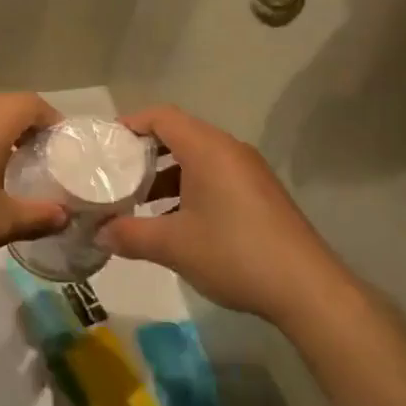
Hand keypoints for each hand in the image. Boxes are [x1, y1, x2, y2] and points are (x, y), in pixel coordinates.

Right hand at [96, 106, 352, 325]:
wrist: (307, 289)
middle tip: (117, 174)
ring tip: (141, 202)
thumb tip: (98, 233)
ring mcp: (249, 171)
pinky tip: (177, 222)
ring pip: (198, 158)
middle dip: (145, 152)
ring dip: (167, 174)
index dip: (131, 124)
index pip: (162, 117)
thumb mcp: (173, 246)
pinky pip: (216, 175)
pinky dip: (190, 187)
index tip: (105, 144)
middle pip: (180, 134)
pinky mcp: (261, 194)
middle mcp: (230, 150)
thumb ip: (130, 235)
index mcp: (207, 149)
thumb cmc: (234, 254)